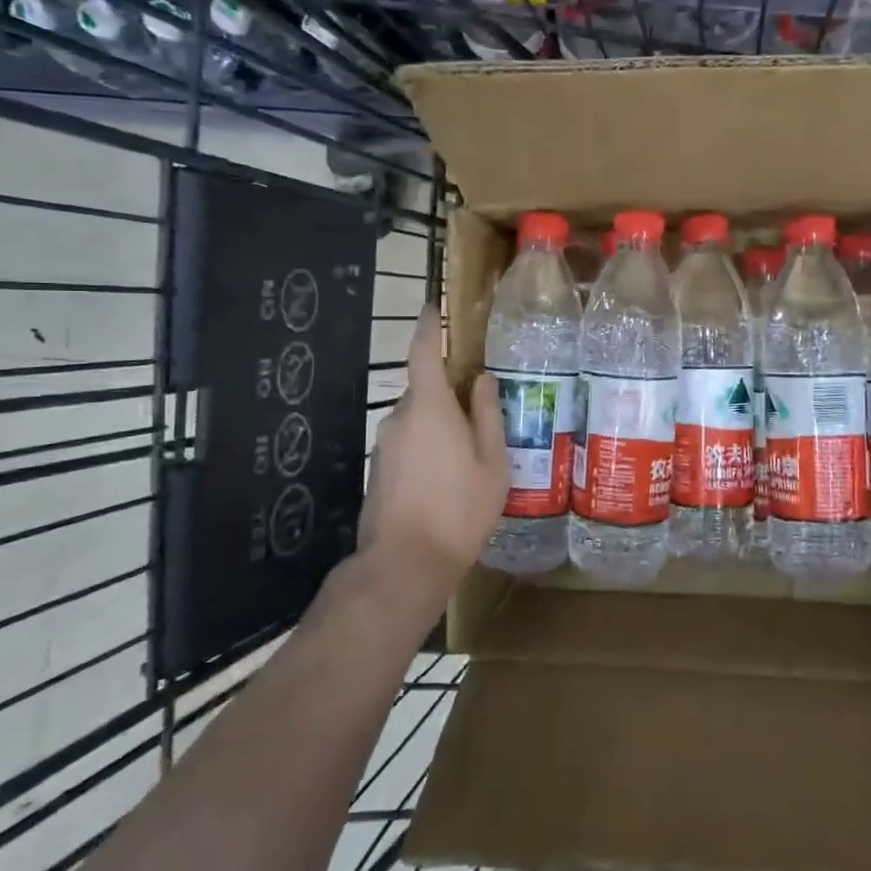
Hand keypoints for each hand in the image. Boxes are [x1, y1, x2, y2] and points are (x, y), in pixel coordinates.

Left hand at [355, 307, 507, 600]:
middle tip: (481, 413)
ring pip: (417, 421)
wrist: (405, 563)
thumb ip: (487, 416)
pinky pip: (409, 444)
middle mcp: (400, 418)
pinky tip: (447, 480)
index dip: (429, 326)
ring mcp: (385, 445)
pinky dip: (427, 449)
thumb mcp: (491, 463)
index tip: (434, 307)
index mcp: (429, 407)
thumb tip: (481, 379)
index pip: (424, 352)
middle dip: (449, 394)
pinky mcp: (379, 469)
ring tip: (469, 457)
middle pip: (425, 390)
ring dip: (440, 427)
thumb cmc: (459, 509)